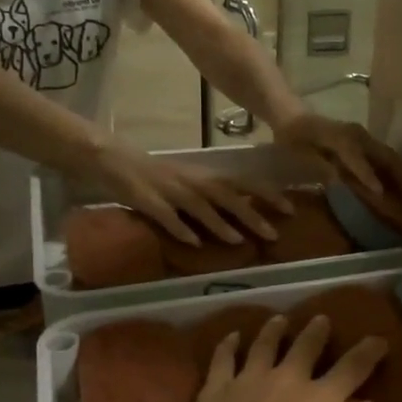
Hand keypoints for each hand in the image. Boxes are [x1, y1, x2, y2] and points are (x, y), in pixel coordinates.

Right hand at [85, 141, 292, 246]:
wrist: (111, 158)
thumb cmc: (155, 173)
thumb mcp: (189, 179)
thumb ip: (212, 194)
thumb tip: (242, 210)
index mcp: (204, 174)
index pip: (243, 182)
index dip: (267, 194)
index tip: (289, 209)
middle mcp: (192, 180)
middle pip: (227, 196)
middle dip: (251, 215)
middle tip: (274, 234)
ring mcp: (170, 190)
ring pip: (200, 206)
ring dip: (220, 224)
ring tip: (239, 241)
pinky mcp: (148, 201)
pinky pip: (167, 216)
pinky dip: (181, 228)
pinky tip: (193, 243)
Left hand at [172, 315, 387, 401]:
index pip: (351, 369)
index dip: (368, 353)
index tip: (378, 340)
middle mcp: (287, 380)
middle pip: (306, 346)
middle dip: (317, 331)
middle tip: (321, 319)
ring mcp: (249, 379)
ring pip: (265, 344)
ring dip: (275, 329)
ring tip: (279, 319)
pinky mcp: (217, 386)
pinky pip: (224, 357)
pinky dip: (229, 344)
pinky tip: (233, 336)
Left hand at [274, 112, 390, 195]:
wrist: (292, 117)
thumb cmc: (293, 140)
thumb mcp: (299, 156)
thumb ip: (320, 167)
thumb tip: (341, 181)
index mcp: (341, 137)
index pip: (358, 158)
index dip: (368, 176)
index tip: (381, 195)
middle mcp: (358, 135)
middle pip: (386, 156)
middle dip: (400, 179)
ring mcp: (364, 137)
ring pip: (390, 157)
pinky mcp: (365, 142)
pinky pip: (385, 157)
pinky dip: (395, 172)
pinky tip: (400, 187)